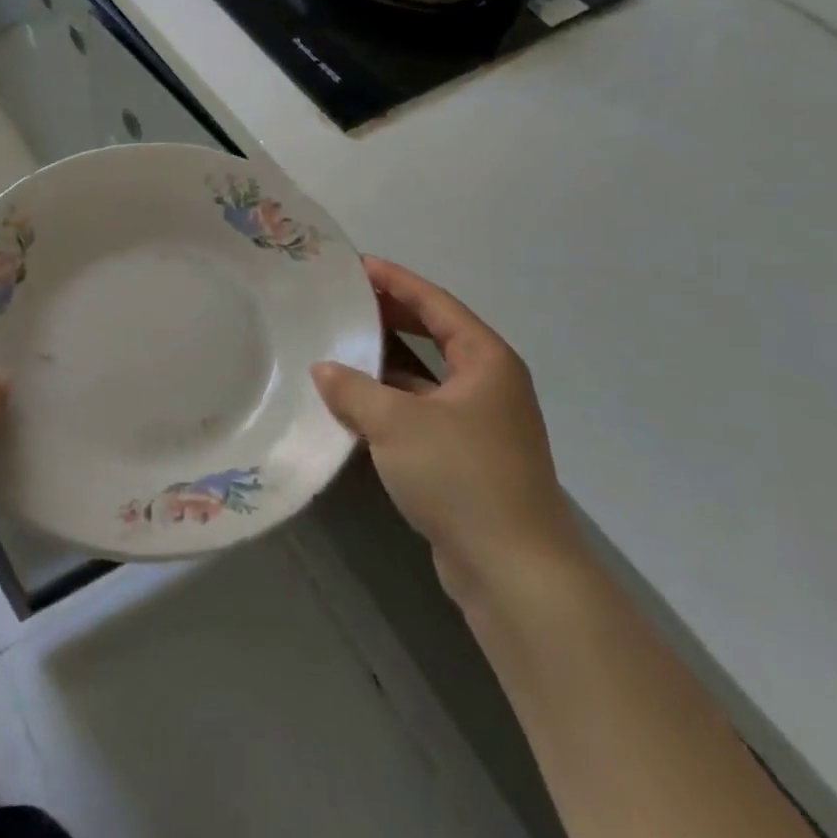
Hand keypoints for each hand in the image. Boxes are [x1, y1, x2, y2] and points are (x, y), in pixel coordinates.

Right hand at [311, 256, 581, 607]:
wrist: (513, 572)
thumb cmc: (460, 476)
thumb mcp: (396, 423)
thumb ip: (353, 389)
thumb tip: (323, 370)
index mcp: (486, 360)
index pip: (436, 303)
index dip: (396, 281)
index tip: (357, 265)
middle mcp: (489, 385)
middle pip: (434, 335)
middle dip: (390, 317)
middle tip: (344, 302)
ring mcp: (481, 424)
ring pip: (426, 378)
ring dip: (387, 364)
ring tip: (340, 347)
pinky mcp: (468, 460)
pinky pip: (422, 413)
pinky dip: (391, 404)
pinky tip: (354, 405)